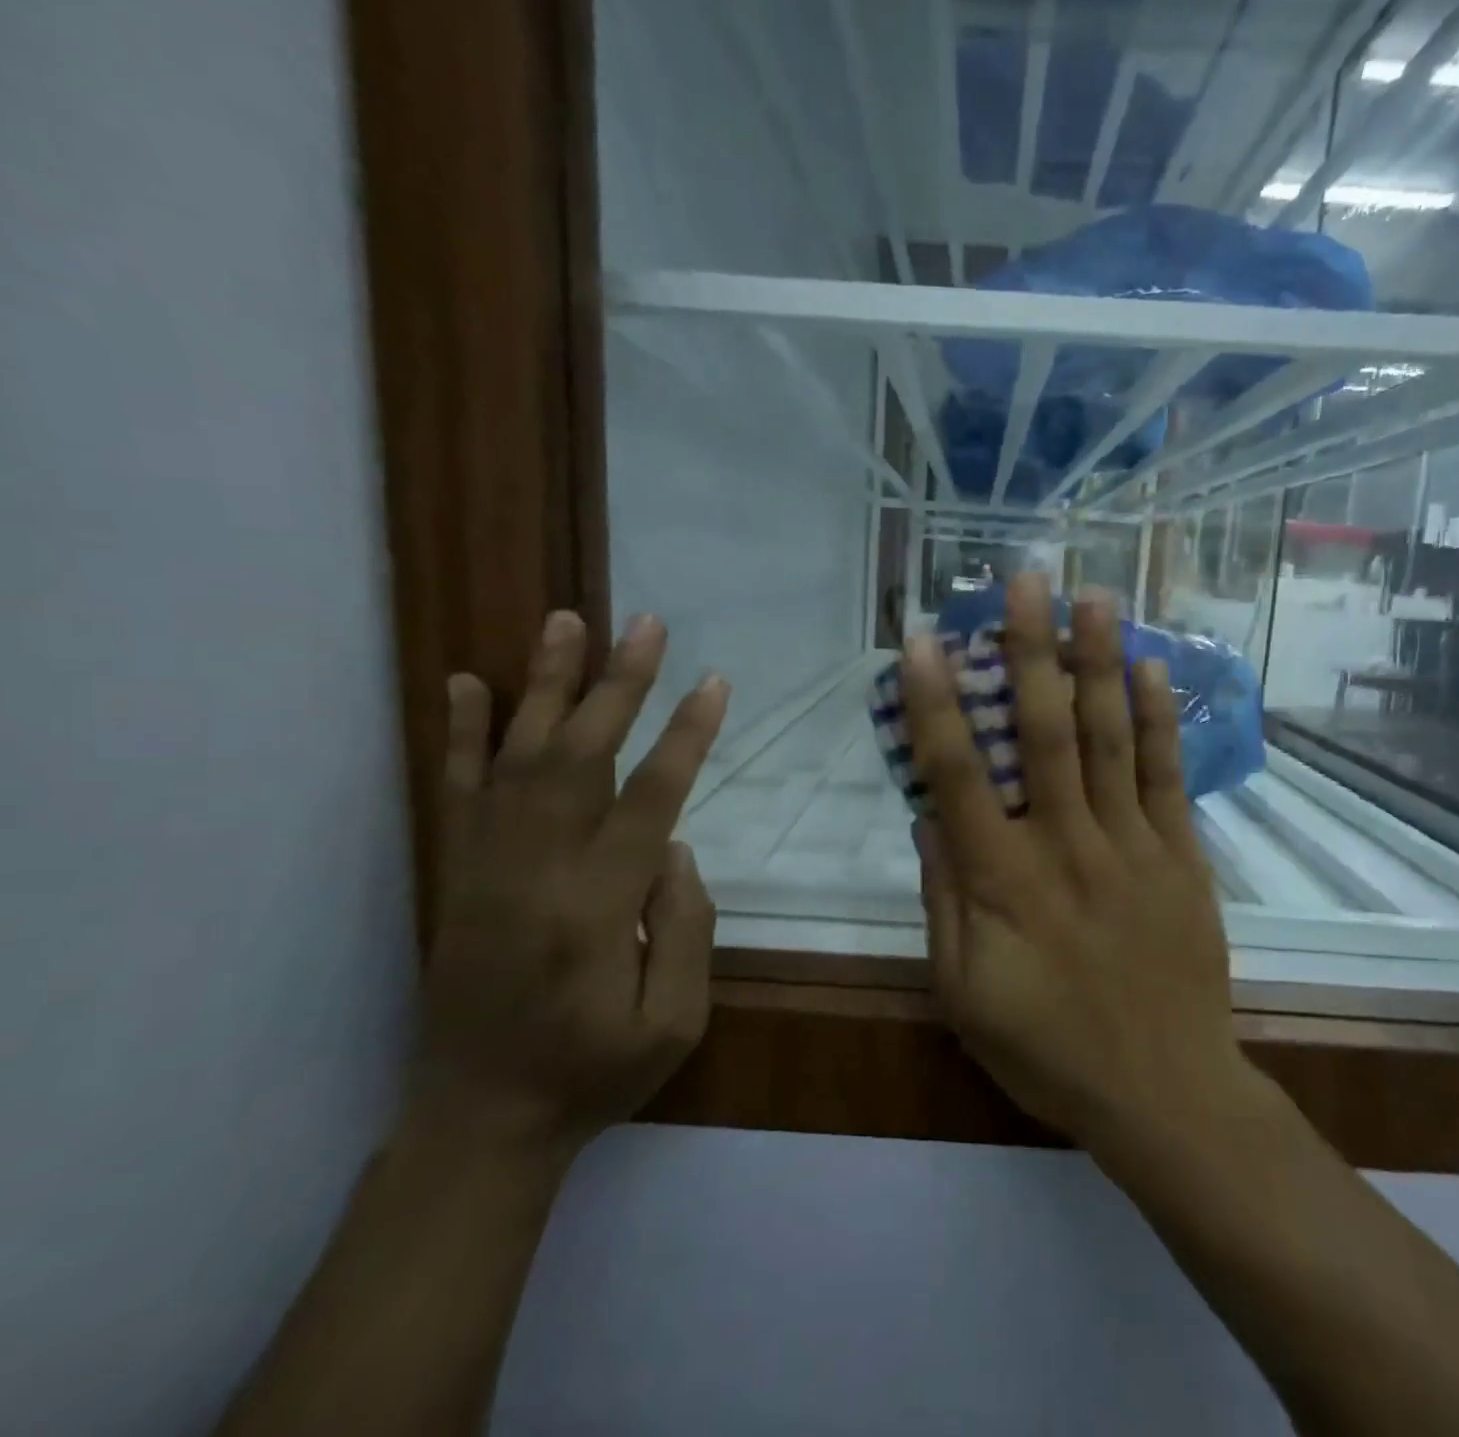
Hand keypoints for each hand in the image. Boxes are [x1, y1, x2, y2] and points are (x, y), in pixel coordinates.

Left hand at [418, 609, 729, 1149]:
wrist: (479, 1122)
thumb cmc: (592, 1074)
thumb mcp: (674, 1022)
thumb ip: (687, 927)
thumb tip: (675, 847)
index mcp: (598, 909)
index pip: (650, 800)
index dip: (686, 737)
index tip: (714, 683)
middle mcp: (536, 872)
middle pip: (581, 757)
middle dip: (618, 685)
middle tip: (646, 625)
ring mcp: (486, 868)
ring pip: (518, 758)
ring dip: (546, 686)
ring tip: (566, 622)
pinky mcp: (457, 875)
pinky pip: (457, 792)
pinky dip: (462, 734)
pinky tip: (469, 683)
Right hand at [903, 573, 1254, 1154]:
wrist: (1162, 1091)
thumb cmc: (1047, 1048)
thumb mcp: (963, 992)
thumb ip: (943, 900)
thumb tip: (929, 819)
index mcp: (1001, 879)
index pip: (957, 774)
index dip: (935, 702)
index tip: (925, 639)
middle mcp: (1065, 843)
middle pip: (1043, 731)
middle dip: (1029, 650)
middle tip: (1026, 580)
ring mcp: (1131, 844)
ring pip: (1110, 738)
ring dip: (1098, 663)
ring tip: (1093, 597)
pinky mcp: (1180, 856)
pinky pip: (1166, 776)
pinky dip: (1157, 719)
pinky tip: (1148, 668)